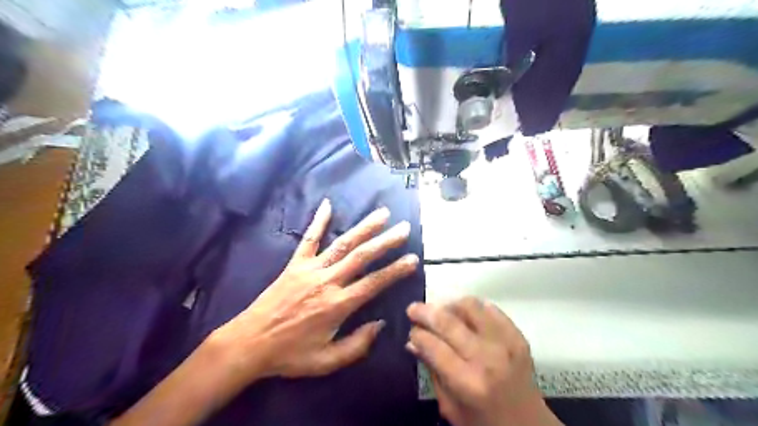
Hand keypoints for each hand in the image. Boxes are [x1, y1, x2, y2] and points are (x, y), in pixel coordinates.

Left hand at [212, 199, 419, 381]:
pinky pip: (309, 239)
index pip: (374, 283)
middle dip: (386, 241)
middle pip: (362, 257)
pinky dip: (319, 221)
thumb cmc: (290, 355)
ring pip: (342, 244)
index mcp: (337, 305)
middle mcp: (327, 282)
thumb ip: (357, 345)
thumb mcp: (327, 361)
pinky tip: (328, 204)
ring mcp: (310, 269)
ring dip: (364, 227)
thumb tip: (380, 324)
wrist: (250, 343)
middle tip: (404, 228)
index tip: (413, 259)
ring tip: (382, 214)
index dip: (395, 270)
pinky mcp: (295, 264)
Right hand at [406, 297, 557, 425]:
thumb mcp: (450, 406)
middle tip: (413, 309)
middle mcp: (487, 358)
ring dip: (449, 305)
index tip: (411, 330)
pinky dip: (473, 308)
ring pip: (470, 307)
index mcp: (468, 383)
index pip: (434, 346)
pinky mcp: (518, 335)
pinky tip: (465, 315)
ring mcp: (506, 343)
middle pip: (448, 322)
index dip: (417, 334)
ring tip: (441, 311)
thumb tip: (412, 342)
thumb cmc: (483, 422)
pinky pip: (491, 309)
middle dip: (425, 312)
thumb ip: (432, 371)